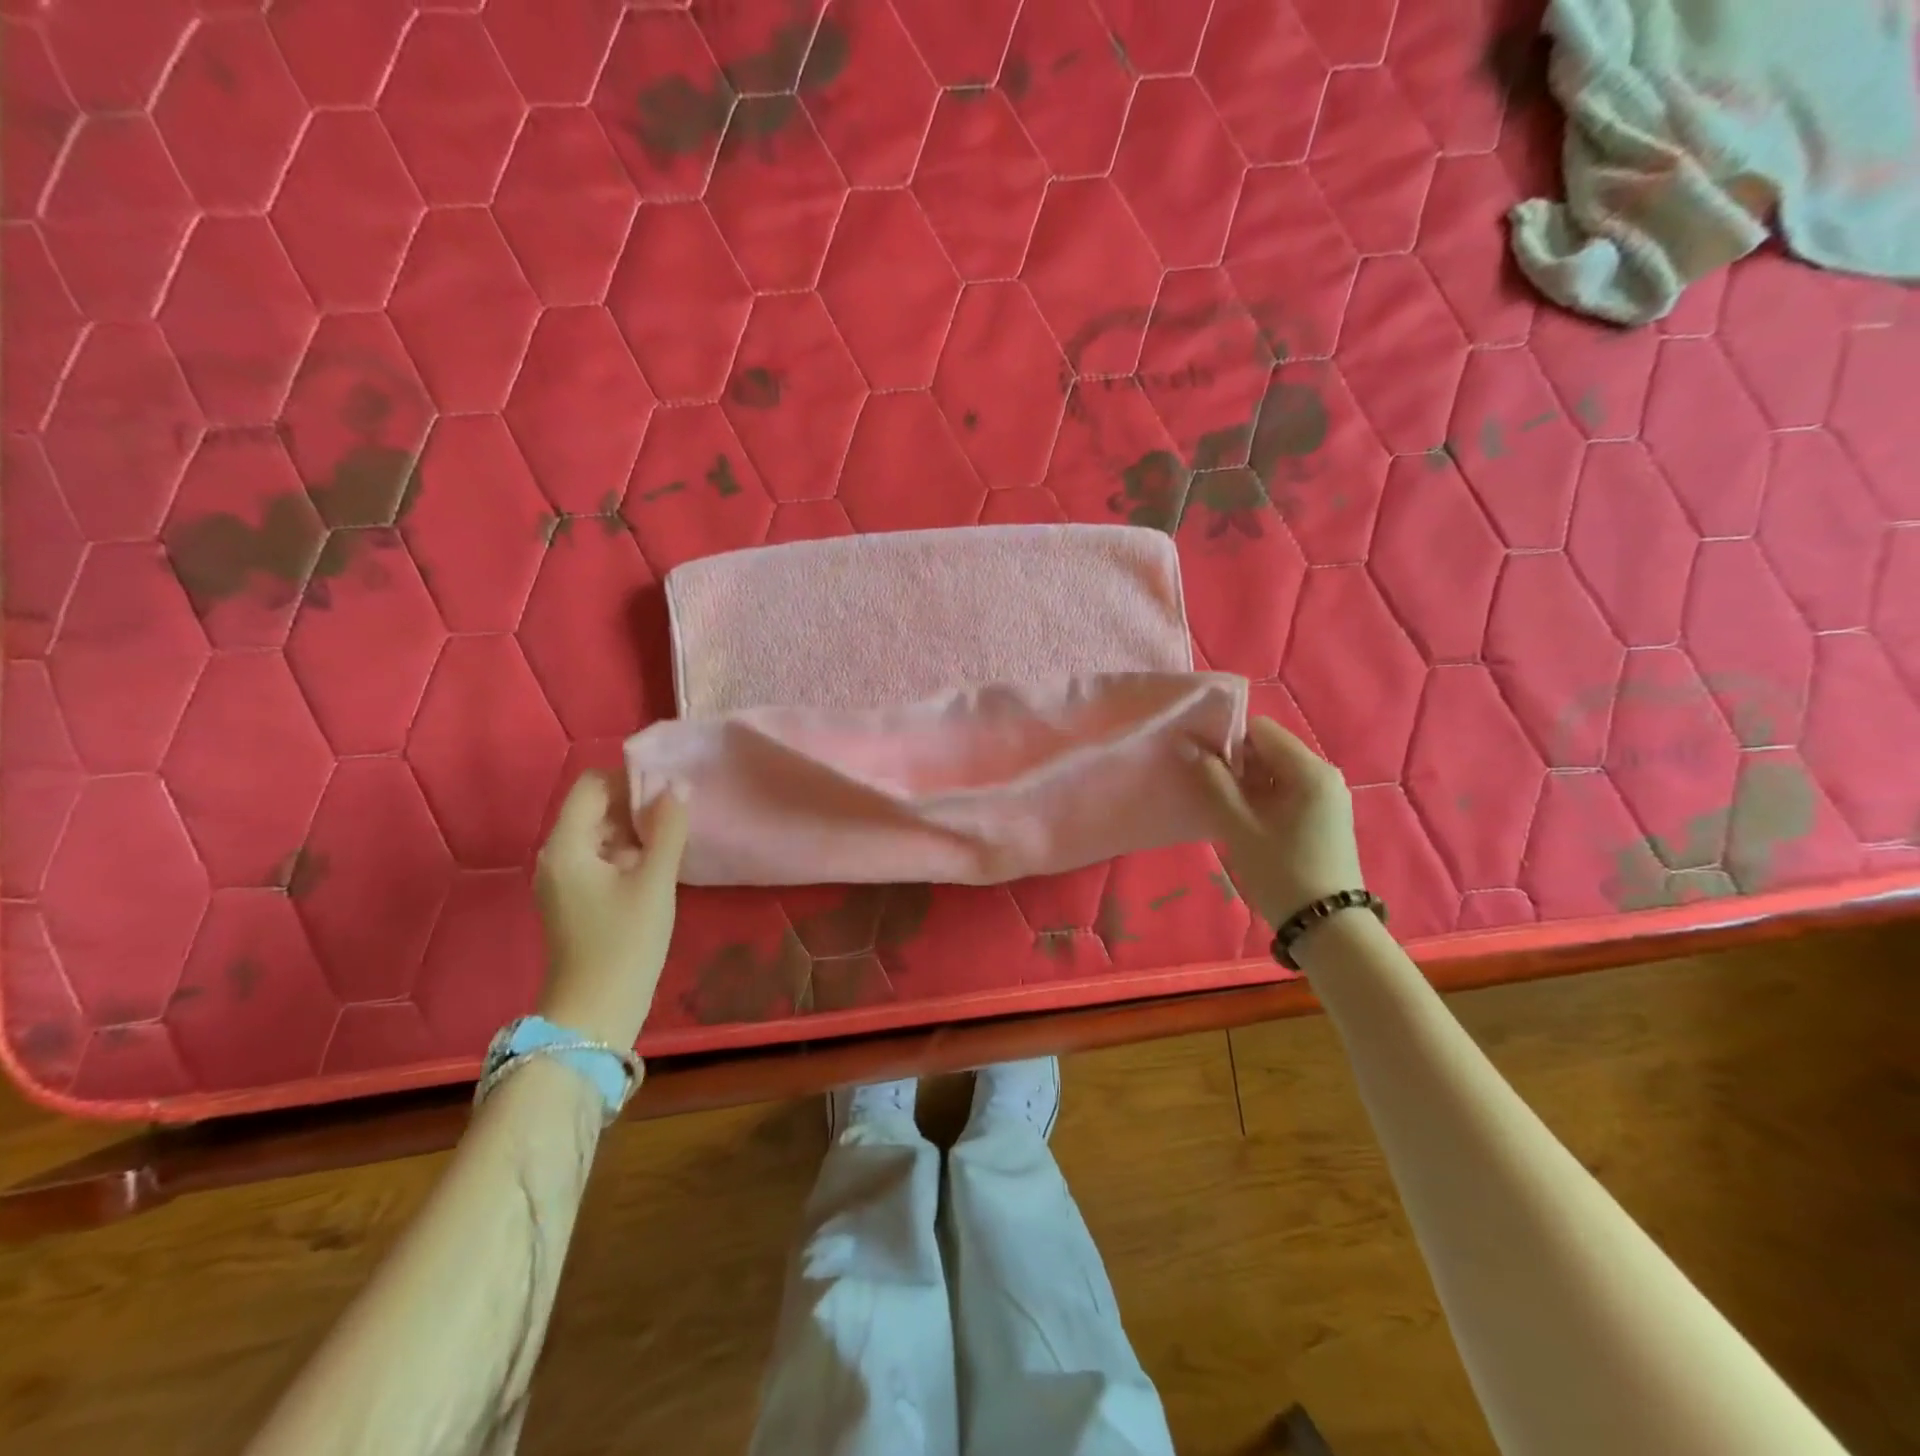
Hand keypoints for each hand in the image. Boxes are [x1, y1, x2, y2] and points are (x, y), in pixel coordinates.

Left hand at [533, 771, 688, 1049]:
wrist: (594, 1014)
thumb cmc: (625, 944)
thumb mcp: (654, 882)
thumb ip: (668, 829)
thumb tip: (677, 785)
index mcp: (567, 845)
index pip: (593, 784)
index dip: (631, 779)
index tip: (670, 791)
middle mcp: (556, 855)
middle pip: (595, 807)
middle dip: (636, 804)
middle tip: (679, 816)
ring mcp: (563, 879)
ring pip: (600, 833)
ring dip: (635, 830)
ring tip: (673, 841)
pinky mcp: (574, 899)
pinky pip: (600, 858)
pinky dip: (627, 853)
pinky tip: (657, 868)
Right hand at [1192, 717, 1364, 927]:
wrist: (1327, 927)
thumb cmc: (1281, 872)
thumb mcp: (1239, 825)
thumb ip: (1212, 781)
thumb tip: (1187, 744)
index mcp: (1308, 770)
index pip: (1259, 730)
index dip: (1225, 737)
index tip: (1197, 757)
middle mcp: (1323, 774)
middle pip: (1268, 748)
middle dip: (1233, 760)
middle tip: (1200, 780)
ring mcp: (1326, 795)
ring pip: (1274, 770)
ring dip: (1244, 780)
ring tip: (1215, 800)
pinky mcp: (1322, 814)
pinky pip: (1284, 789)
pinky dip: (1259, 795)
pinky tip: (1239, 815)